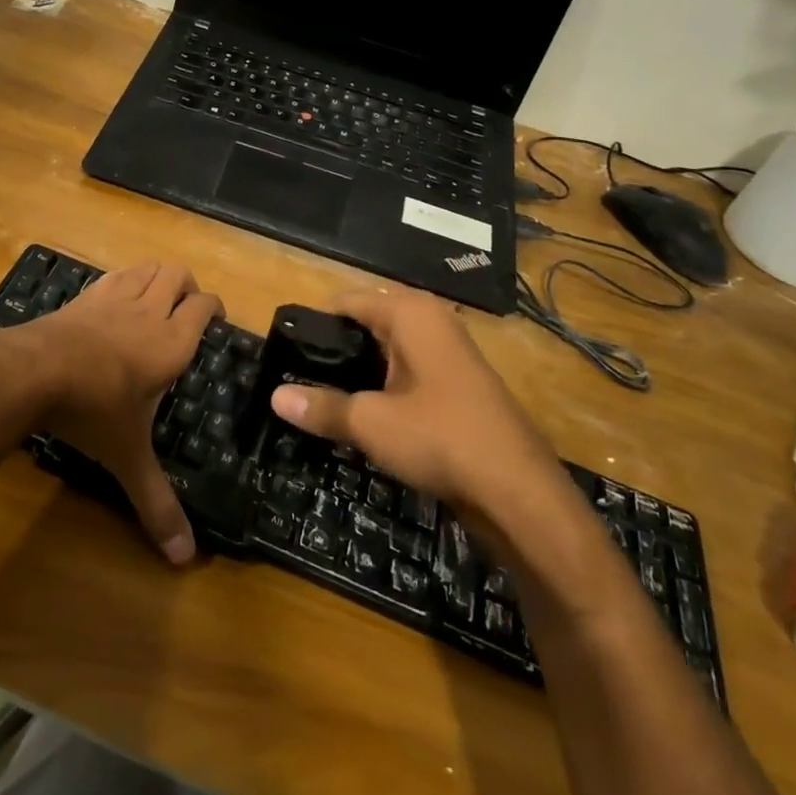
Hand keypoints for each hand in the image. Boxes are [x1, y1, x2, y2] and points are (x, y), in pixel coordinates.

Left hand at [24, 261, 219, 564]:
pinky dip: (125, 279)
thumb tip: (186, 561)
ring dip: (158, 277)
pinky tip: (116, 301)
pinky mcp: (84, 296)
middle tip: (187, 312)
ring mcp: (113, 298)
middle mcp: (148, 311)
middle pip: (178, 275)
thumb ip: (156, 502)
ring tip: (157, 300)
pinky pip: (114, 275)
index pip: (205, 306)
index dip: (215, 307)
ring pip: (147, 267)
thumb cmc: (91, 410)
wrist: (31, 372)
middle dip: (188, 287)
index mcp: (171, 342)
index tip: (217, 321)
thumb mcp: (128, 457)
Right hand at [268, 289, 563, 515]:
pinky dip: (383, 387)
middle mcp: (432, 322)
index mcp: (411, 313)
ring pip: (388, 352)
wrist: (520, 493)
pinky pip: (407, 374)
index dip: (314, 324)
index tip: (284, 352)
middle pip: (368, 324)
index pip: (347, 301)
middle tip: (297, 378)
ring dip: (358, 372)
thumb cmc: (440, 438)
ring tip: (322, 397)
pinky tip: (363, 414)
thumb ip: (321, 407)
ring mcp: (449, 354)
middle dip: (335, 350)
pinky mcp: (458, 386)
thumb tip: (275, 397)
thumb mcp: (370, 423)